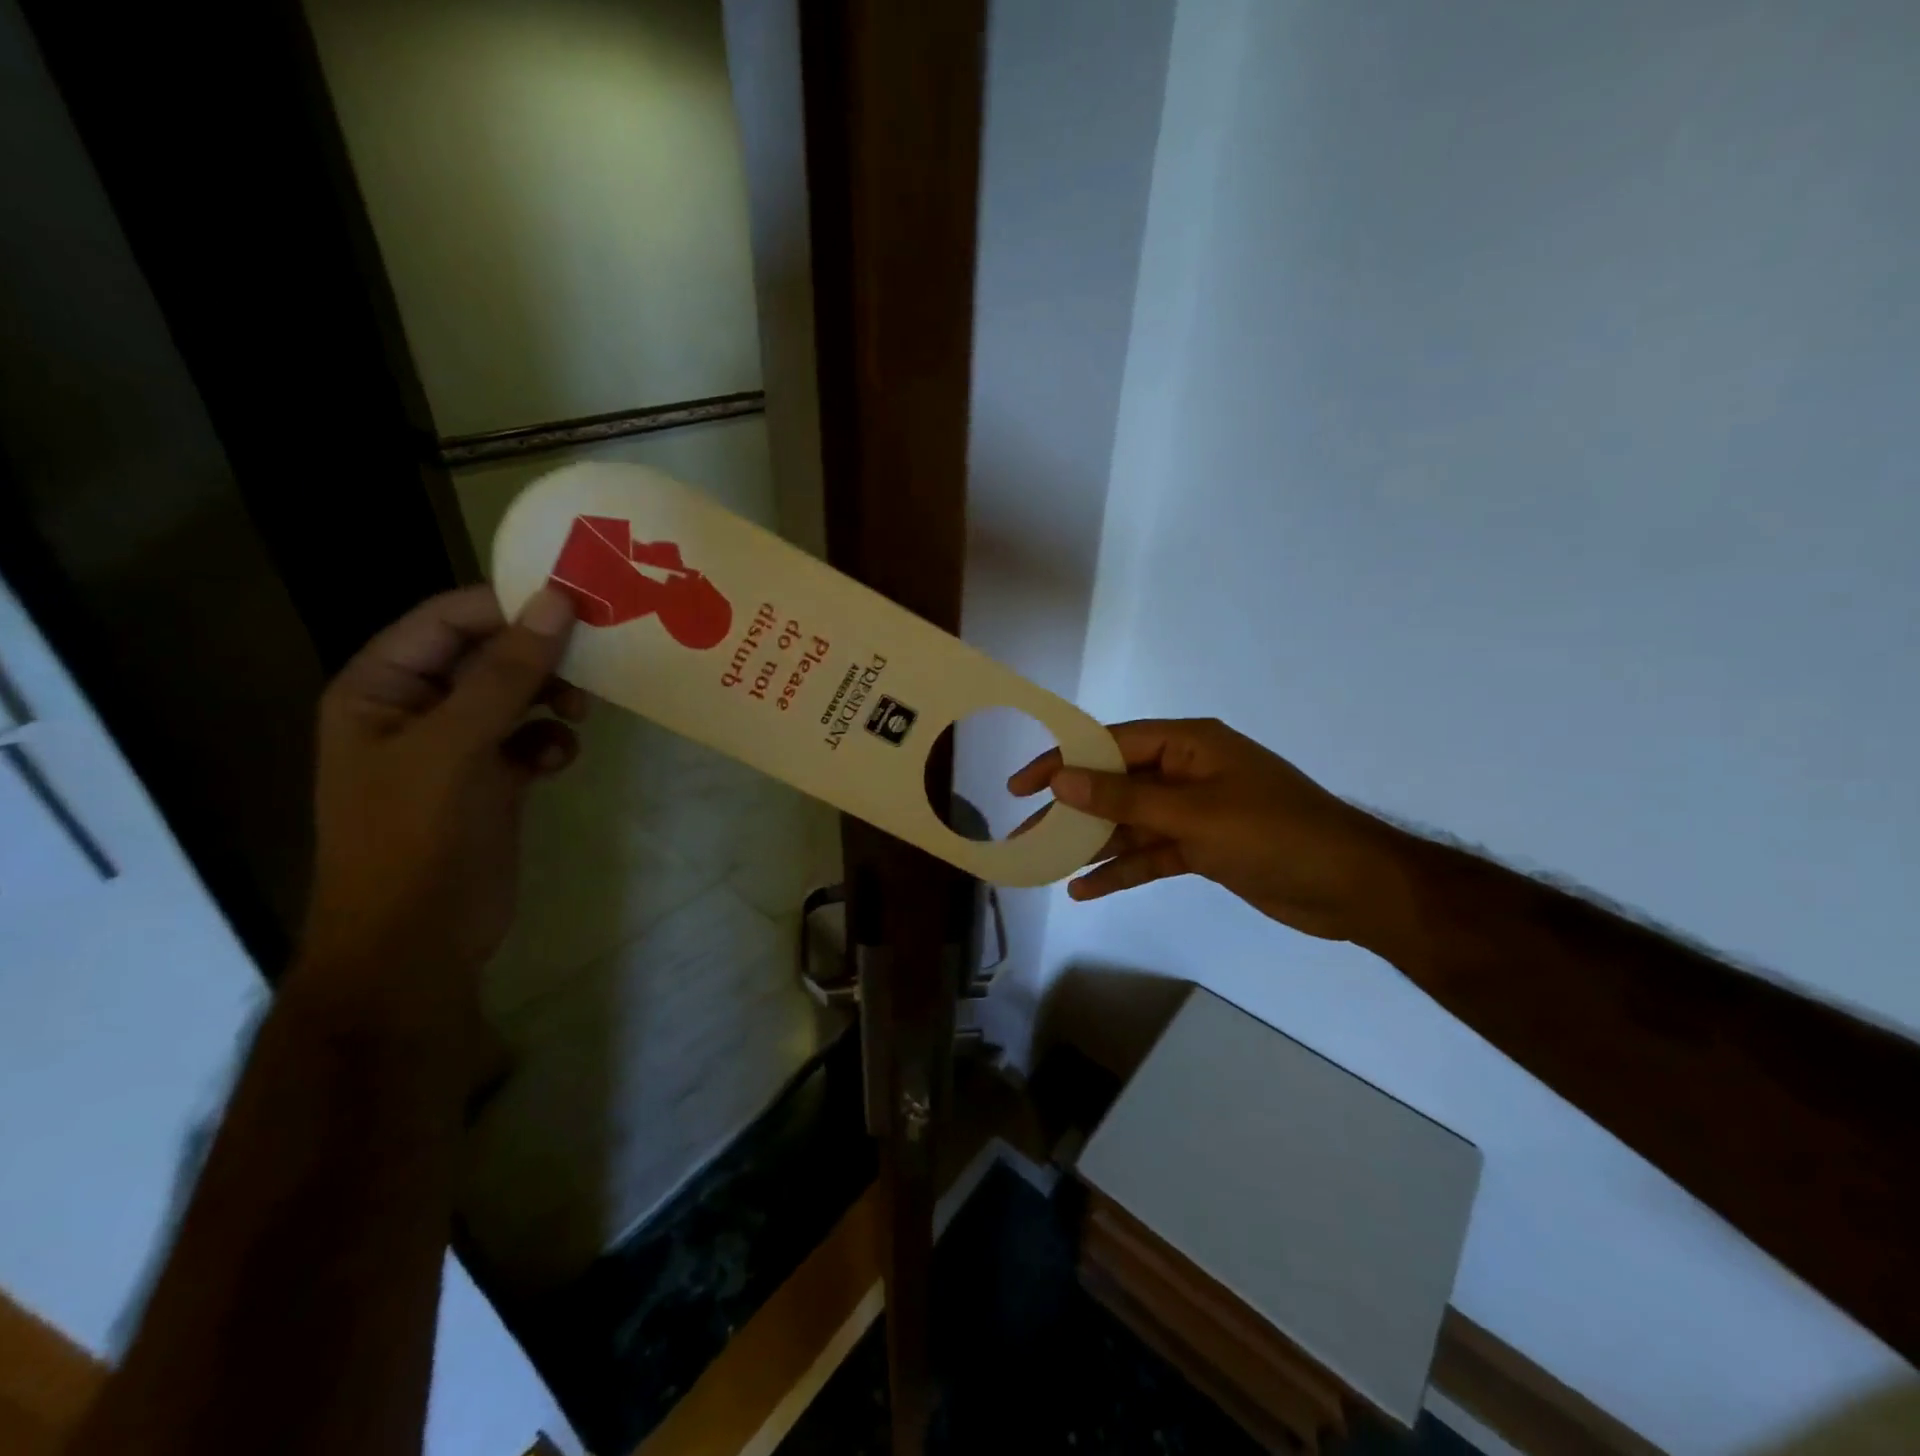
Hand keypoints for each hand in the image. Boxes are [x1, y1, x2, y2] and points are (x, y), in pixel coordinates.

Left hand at [298, 586, 587, 1003]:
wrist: (416, 944)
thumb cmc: (416, 838)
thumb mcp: (457, 746)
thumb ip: (507, 673)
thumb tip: (557, 601)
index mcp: (382, 688)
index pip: (447, 620)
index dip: (508, 606)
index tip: (578, 604)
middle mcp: (417, 710)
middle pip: (488, 656)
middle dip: (540, 657)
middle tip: (595, 658)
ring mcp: (456, 748)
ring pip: (517, 697)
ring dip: (552, 698)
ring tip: (580, 714)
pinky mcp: (491, 782)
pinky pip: (529, 739)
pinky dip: (550, 743)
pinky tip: (559, 760)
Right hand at [1009, 718, 1405, 943]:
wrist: (1352, 888)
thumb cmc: (1273, 835)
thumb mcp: (1193, 815)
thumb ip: (1124, 799)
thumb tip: (1062, 779)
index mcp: (1188, 744)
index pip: (1111, 744)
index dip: (1063, 762)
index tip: (1022, 786)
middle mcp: (1187, 771)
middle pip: (1116, 786)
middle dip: (1072, 810)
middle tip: (1025, 832)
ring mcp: (1195, 811)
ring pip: (1130, 823)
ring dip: (1092, 844)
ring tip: (1044, 864)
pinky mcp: (1203, 848)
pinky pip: (1151, 853)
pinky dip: (1122, 869)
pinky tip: (1086, 888)